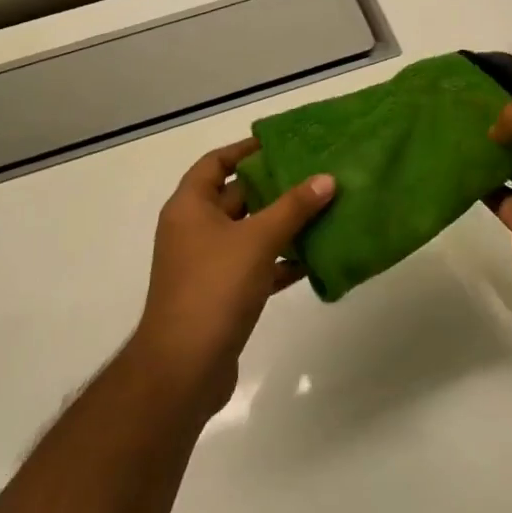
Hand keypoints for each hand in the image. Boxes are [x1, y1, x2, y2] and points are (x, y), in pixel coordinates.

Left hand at [132, 138, 334, 417]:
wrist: (184, 369)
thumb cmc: (214, 288)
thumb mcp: (257, 240)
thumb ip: (293, 208)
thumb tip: (327, 179)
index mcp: (190, 207)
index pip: (215, 163)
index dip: (245, 149)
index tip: (281, 143)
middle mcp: (194, 230)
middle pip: (236, 196)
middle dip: (273, 186)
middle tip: (314, 173)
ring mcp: (206, 264)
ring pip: (249, 233)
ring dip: (282, 224)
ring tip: (323, 209)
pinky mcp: (221, 295)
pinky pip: (255, 266)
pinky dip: (280, 260)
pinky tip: (314, 257)